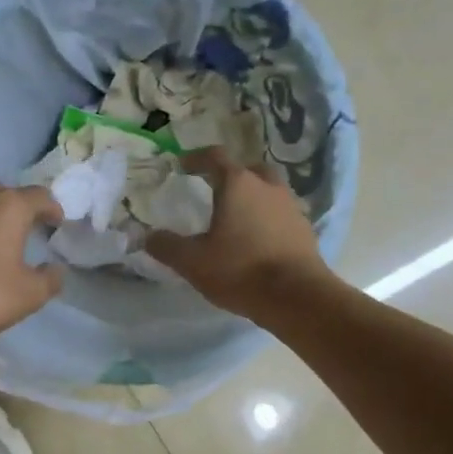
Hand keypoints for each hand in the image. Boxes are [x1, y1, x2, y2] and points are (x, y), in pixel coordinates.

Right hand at [145, 149, 333, 321]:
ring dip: (252, 197)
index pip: (215, 157)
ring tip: (236, 218)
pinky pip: (281, 214)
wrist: (297, 296)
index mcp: (237, 184)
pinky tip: (257, 239)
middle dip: (230, 175)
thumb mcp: (193, 262)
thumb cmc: (240, 270)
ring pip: (268, 190)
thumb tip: (148, 237)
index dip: (196, 158)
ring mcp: (290, 206)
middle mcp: (267, 186)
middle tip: (215, 190)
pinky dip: (267, 218)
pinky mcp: (305, 229)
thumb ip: (167, 246)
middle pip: (248, 169)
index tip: (182, 165)